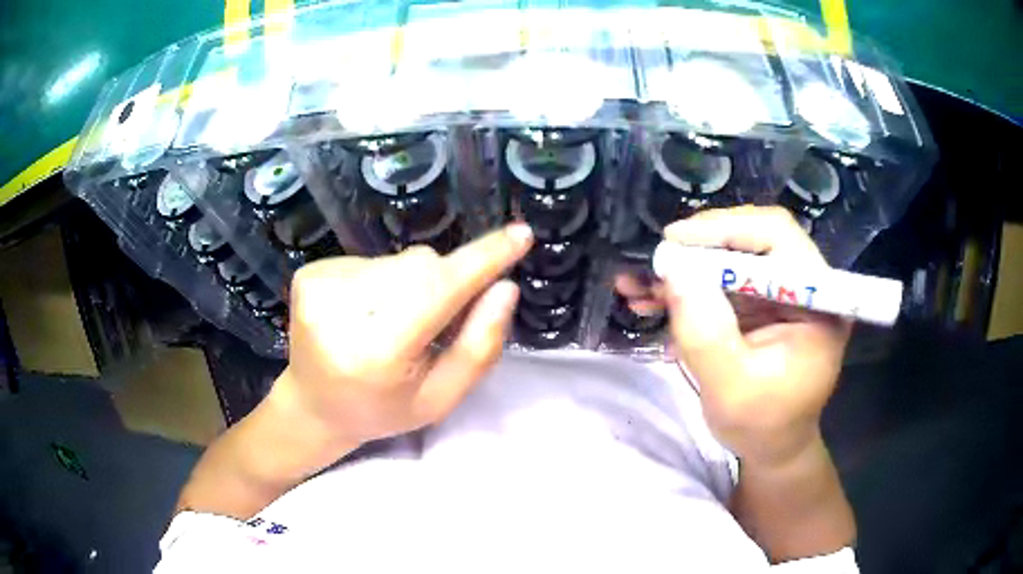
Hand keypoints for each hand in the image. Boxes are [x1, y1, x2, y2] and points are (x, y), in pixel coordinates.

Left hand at [281, 223, 532, 446]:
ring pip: (398, 260)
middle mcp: (341, 311)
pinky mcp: (308, 273)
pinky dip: (382, 281)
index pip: (439, 290)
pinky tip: (366, 313)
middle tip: (433, 322)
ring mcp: (319, 287)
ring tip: (391, 323)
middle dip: (444, 283)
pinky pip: (371, 260)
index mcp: (377, 352)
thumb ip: (478, 347)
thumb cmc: (382, 409)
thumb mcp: (440, 399)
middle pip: (421, 267)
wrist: (314, 404)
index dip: (483, 260)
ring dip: (412, 284)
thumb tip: (505, 288)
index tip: (521, 236)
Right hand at [658, 206, 851, 465]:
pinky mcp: (762, 303)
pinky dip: (687, 288)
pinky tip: (653, 300)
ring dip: (686, 269)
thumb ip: (706, 333)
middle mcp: (805, 285)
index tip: (675, 241)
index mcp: (818, 301)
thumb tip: (674, 270)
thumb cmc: (763, 426)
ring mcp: (782, 292)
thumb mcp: (732, 388)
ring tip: (640, 285)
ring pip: (733, 257)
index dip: (726, 229)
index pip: (778, 237)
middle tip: (657, 263)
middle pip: (753, 239)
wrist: (772, 447)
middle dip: (700, 249)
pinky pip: (723, 281)